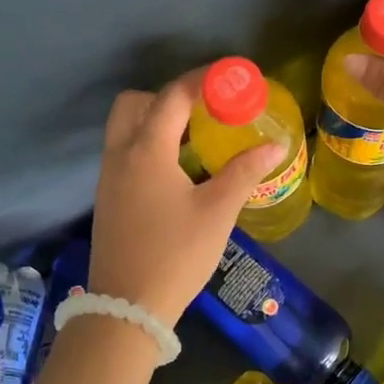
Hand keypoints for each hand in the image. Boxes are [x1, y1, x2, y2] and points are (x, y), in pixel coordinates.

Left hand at [87, 71, 285, 328]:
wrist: (126, 308)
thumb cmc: (176, 255)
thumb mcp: (217, 212)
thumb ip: (244, 172)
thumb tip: (275, 145)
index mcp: (147, 151)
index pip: (173, 96)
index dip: (203, 79)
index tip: (231, 75)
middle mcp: (120, 154)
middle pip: (135, 103)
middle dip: (169, 96)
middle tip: (204, 110)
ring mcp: (108, 177)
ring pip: (126, 127)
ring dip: (156, 119)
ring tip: (195, 136)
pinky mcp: (107, 197)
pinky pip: (124, 151)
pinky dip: (147, 143)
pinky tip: (177, 168)